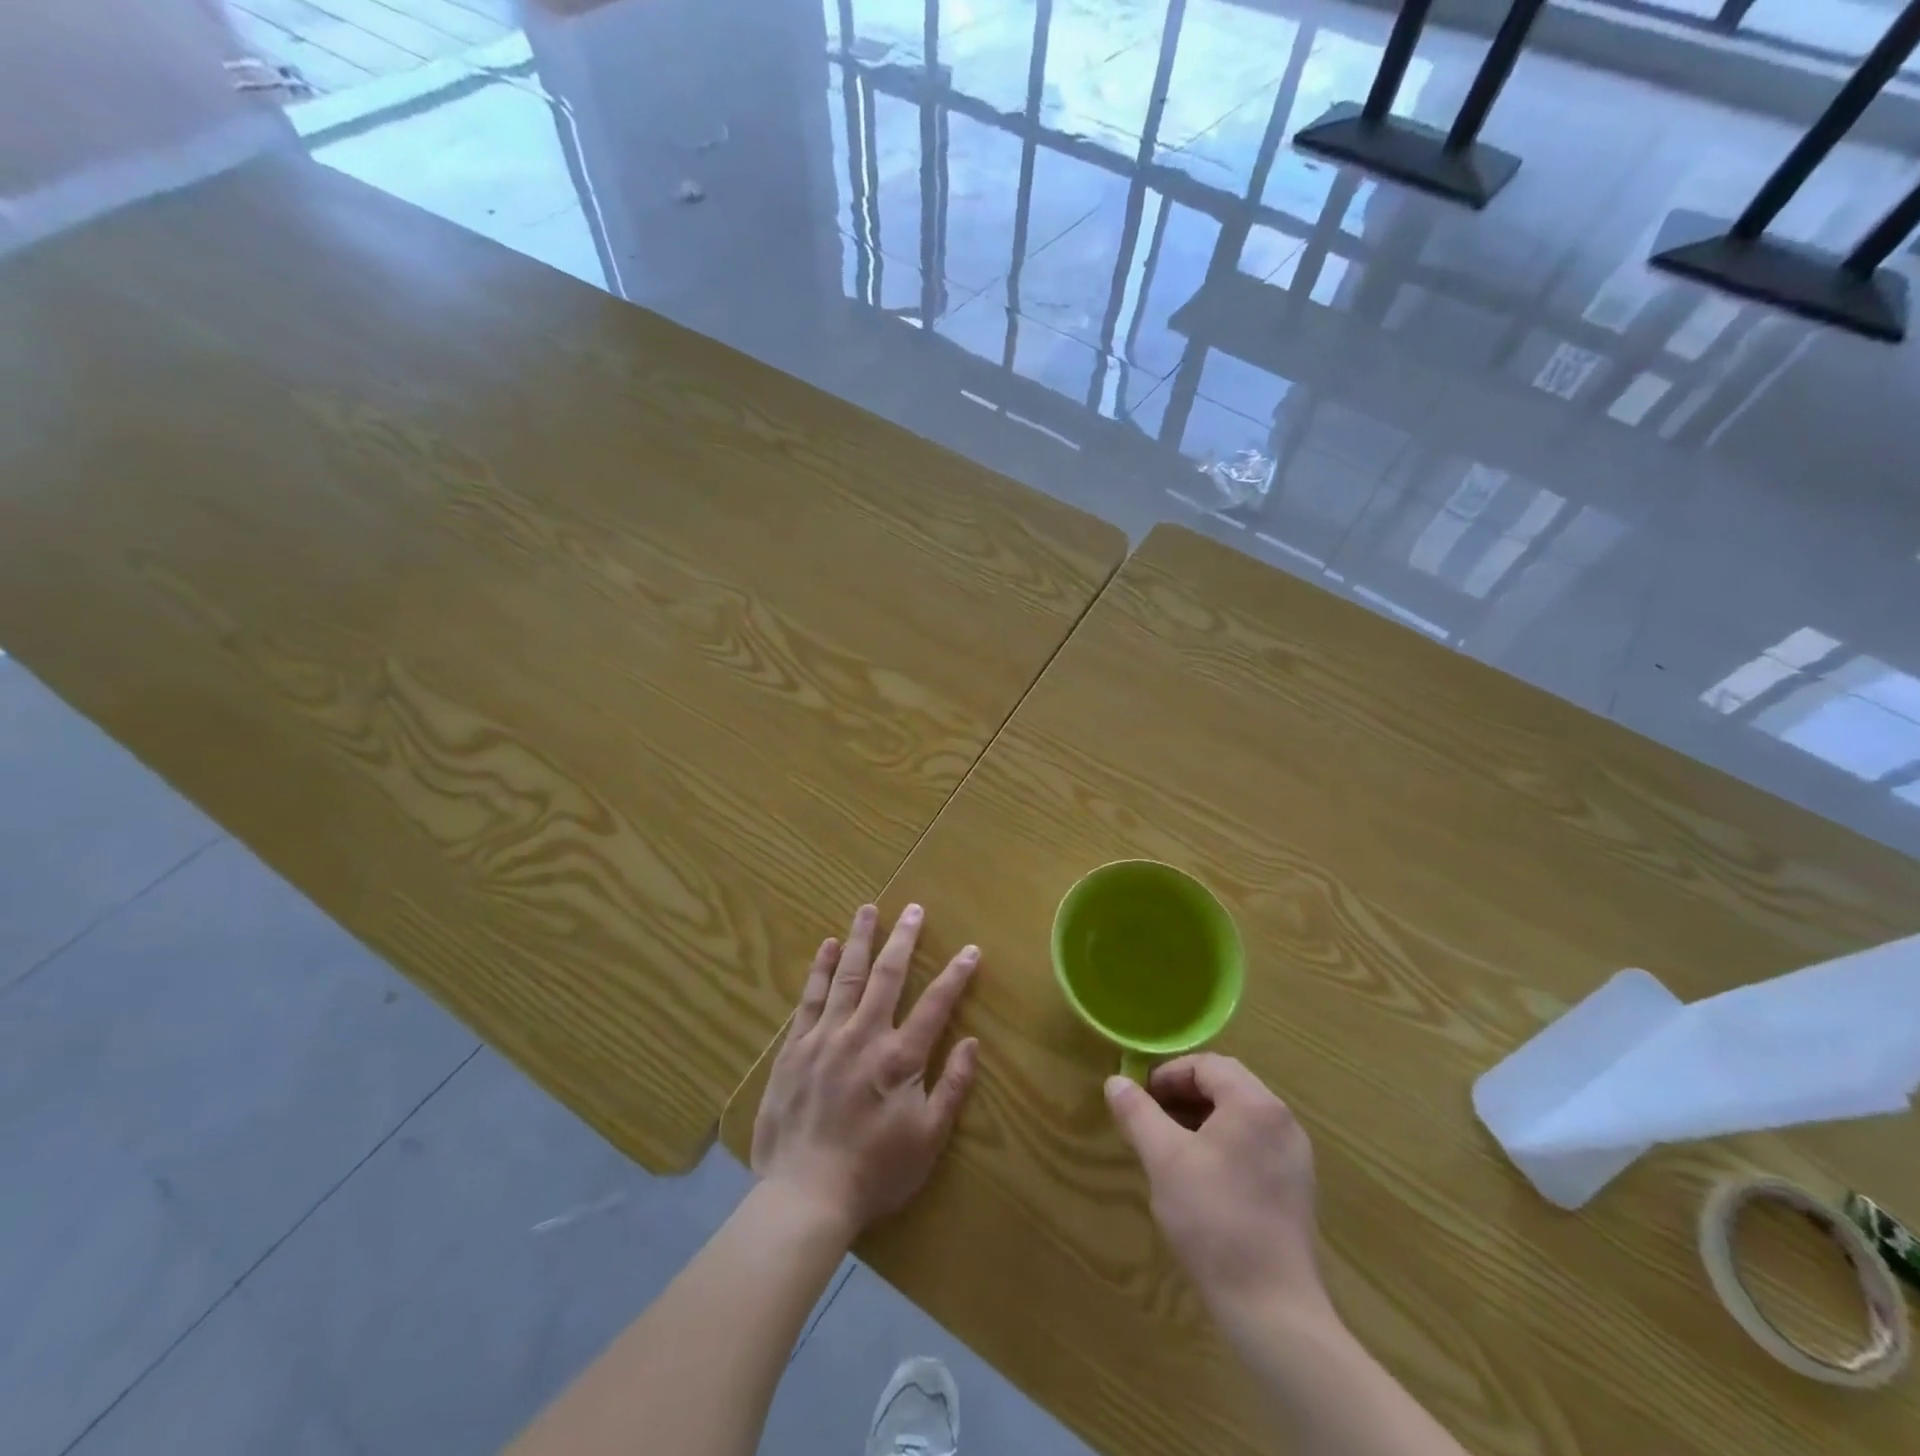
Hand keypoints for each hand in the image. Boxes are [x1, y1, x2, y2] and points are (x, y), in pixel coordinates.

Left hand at [751, 903, 980, 1237]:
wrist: (804, 1196)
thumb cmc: (874, 1172)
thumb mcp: (928, 1140)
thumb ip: (953, 1088)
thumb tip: (973, 1043)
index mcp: (900, 1057)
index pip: (936, 1004)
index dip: (956, 975)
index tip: (970, 949)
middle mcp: (864, 1035)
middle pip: (888, 976)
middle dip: (904, 939)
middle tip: (913, 908)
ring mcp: (826, 1037)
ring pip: (846, 976)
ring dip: (859, 940)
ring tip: (867, 910)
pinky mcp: (795, 1048)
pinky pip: (809, 999)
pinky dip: (819, 970)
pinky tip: (827, 946)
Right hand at [1106, 1055, 1328, 1329]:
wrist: (1272, 1308)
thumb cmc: (1213, 1220)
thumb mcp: (1163, 1159)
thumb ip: (1138, 1113)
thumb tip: (1115, 1081)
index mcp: (1255, 1104)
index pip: (1206, 1065)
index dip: (1168, 1074)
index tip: (1140, 1098)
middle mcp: (1282, 1120)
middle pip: (1226, 1086)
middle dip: (1184, 1095)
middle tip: (1150, 1118)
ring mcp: (1295, 1155)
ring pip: (1240, 1116)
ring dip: (1202, 1119)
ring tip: (1170, 1146)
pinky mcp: (1297, 1187)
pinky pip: (1255, 1143)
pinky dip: (1224, 1143)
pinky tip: (1201, 1176)